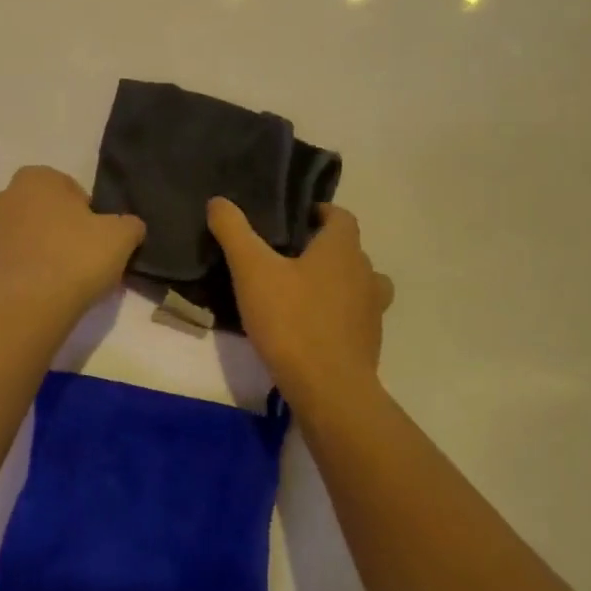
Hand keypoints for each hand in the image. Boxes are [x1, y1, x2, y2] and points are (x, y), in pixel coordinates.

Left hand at [0, 167, 145, 320]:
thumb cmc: (73, 260)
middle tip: (79, 262)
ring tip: (57, 284)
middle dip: (57, 230)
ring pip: (20, 237)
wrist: (21, 310)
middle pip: (41, 212)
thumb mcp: (121, 238)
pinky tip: (35, 296)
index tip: (96, 243)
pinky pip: (4, 264)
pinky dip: (18, 275)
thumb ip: (129, 224)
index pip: (70, 190)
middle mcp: (3, 196)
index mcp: (36, 178)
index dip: (87, 216)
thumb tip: (129, 227)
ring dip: (36, 252)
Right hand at [208, 198, 392, 405]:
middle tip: (288, 255)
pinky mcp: (369, 343)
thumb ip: (234, 231)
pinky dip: (338, 315)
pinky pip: (355, 317)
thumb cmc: (291, 320)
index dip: (320, 213)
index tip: (295, 219)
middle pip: (349, 250)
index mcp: (341, 249)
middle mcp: (365, 273)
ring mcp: (372, 311)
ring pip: (359, 284)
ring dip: (337, 282)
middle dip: (323, 248)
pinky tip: (310, 327)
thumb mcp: (251, 270)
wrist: (328, 390)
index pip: (341, 216)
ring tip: (303, 291)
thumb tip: (219, 201)